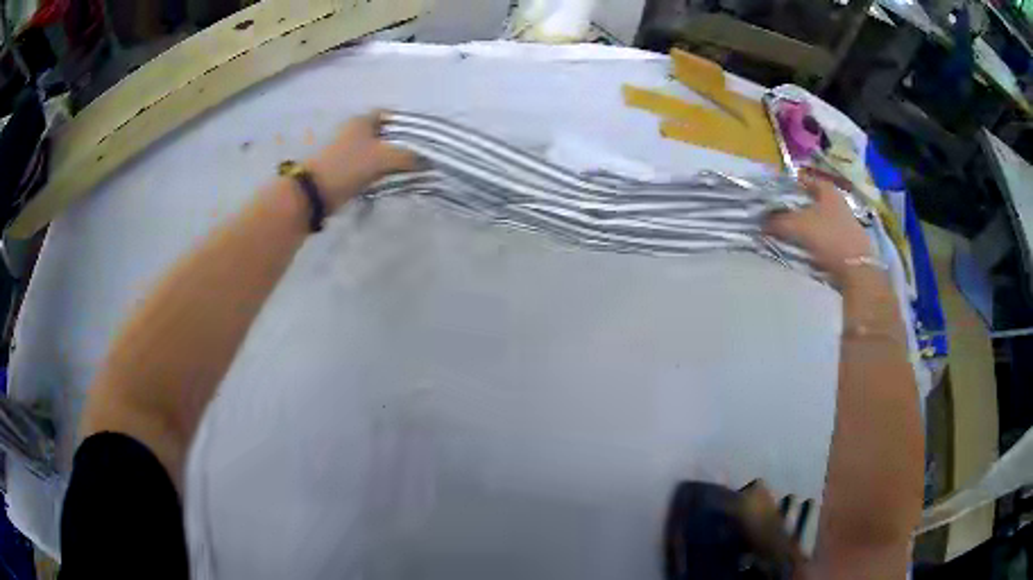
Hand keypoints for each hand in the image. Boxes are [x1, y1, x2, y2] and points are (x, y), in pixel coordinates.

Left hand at [305, 111, 417, 209]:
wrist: (316, 192)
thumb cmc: (349, 166)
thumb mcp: (384, 157)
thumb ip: (408, 156)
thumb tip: (426, 161)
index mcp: (362, 120)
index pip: (389, 114)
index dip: (406, 122)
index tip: (421, 135)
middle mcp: (354, 131)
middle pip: (384, 134)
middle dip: (401, 143)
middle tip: (418, 155)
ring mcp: (347, 150)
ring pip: (376, 151)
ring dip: (390, 160)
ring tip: (408, 170)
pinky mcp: (344, 168)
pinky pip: (368, 167)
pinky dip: (379, 172)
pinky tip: (390, 180)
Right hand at [764, 171, 874, 286]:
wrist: (857, 269)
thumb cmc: (828, 238)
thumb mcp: (797, 226)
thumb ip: (777, 221)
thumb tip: (762, 221)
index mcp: (826, 189)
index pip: (802, 180)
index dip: (786, 187)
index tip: (772, 197)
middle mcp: (837, 200)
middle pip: (810, 200)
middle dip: (794, 207)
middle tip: (778, 216)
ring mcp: (844, 220)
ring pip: (817, 218)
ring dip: (804, 225)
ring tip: (789, 234)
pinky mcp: (847, 240)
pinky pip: (825, 234)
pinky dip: (815, 238)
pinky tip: (806, 248)